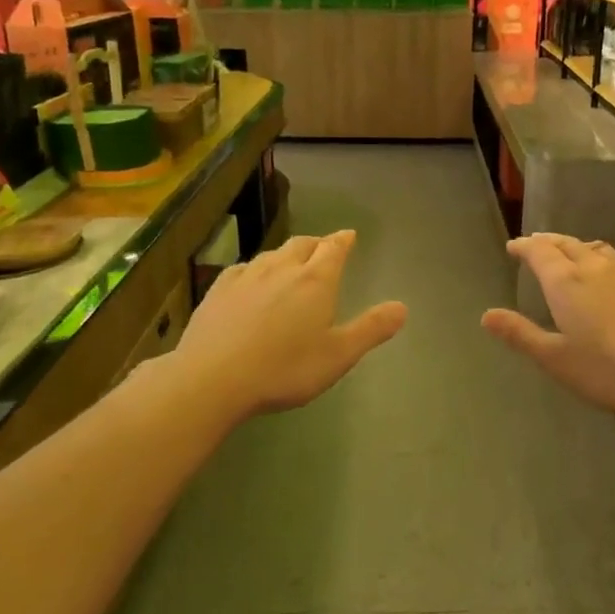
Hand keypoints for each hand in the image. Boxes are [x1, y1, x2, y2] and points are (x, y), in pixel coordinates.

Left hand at [172, 230, 406, 422]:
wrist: (212, 378)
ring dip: (286, 254)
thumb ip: (371, 329)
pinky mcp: (218, 290)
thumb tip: (402, 307)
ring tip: (291, 262)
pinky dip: (256, 268)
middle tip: (324, 248)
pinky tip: (251, 279)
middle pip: (302, 245)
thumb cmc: (284, 369)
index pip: (334, 249)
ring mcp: (246, 277)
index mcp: (315, 281)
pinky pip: (243, 269)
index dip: (343, 240)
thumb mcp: (338, 355)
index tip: (349, 235)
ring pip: (272, 254)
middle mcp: (281, 269)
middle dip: (317, 244)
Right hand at [481, 235, 614, 420]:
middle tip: (536, 244)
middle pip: (567, 244)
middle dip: (548, 242)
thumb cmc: (606, 370)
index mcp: (566, 282)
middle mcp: (595, 268)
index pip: (539, 252)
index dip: (524, 247)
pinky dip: (605, 258)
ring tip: (570, 252)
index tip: (513, 246)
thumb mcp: (554, 358)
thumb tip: (486, 315)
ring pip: (596, 248)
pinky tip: (612, 270)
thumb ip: (520, 334)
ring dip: (577, 246)